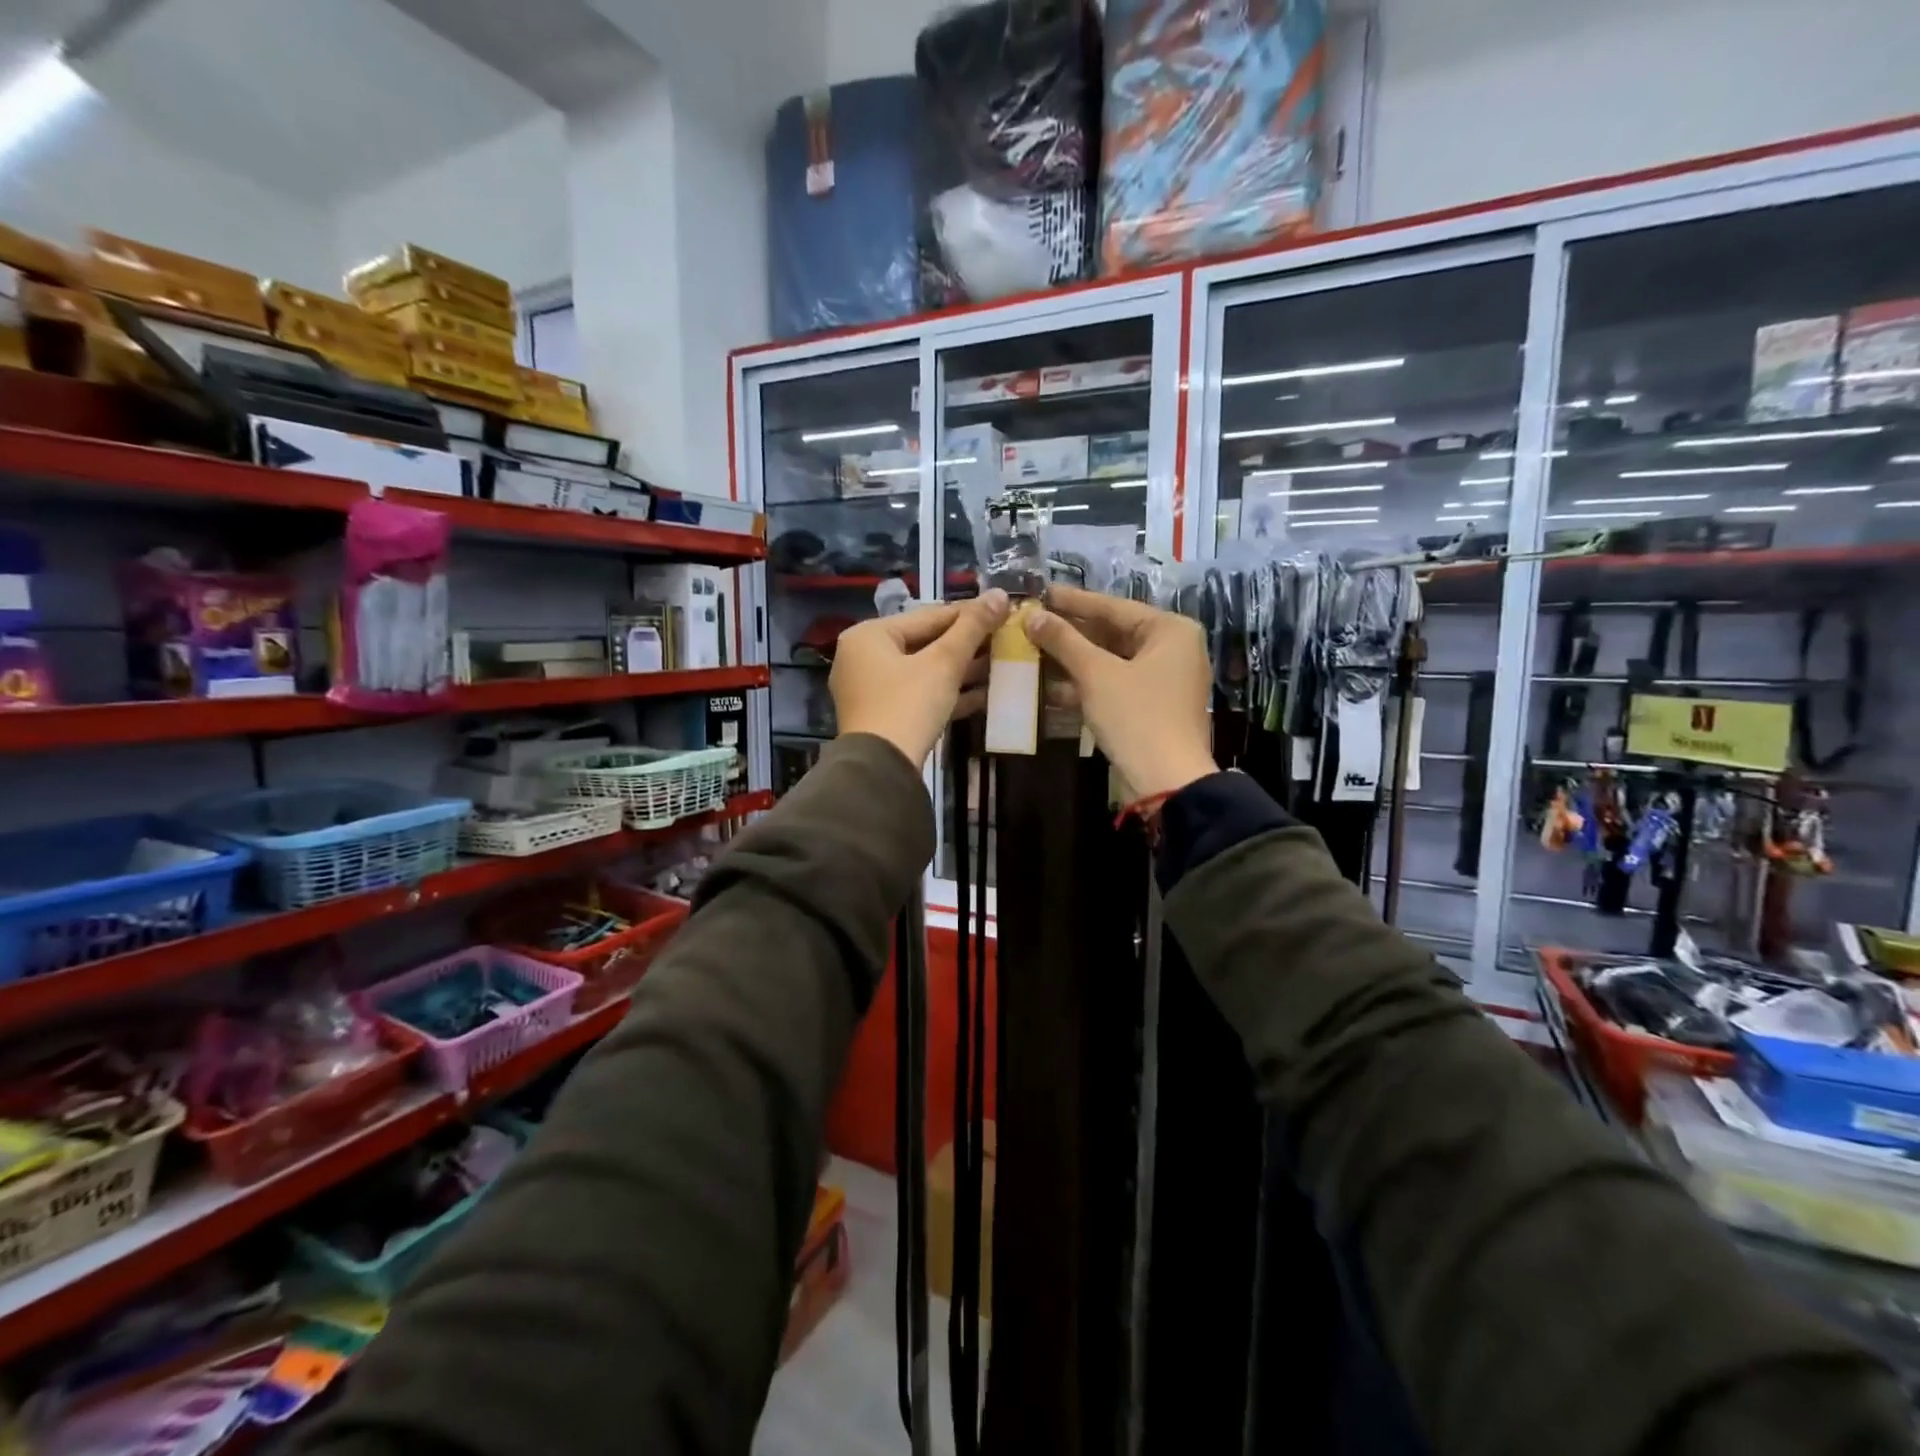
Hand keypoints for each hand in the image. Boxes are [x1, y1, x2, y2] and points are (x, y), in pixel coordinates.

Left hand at [831, 590, 1010, 766]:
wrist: (881, 769)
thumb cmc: (908, 704)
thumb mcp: (943, 663)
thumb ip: (971, 628)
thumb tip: (999, 594)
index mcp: (869, 635)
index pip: (927, 616)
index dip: (968, 613)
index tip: (1002, 610)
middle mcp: (863, 657)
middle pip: (924, 642)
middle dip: (966, 644)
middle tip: (1005, 638)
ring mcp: (872, 689)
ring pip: (924, 670)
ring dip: (962, 669)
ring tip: (1001, 664)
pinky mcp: (884, 716)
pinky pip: (920, 694)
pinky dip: (948, 693)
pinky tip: (985, 694)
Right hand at [1023, 584, 1214, 799]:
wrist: (1167, 782)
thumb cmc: (1137, 717)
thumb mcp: (1096, 674)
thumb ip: (1064, 641)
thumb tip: (1032, 616)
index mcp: (1170, 631)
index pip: (1113, 607)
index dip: (1073, 601)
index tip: (1041, 592)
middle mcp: (1172, 649)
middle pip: (1112, 633)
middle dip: (1070, 633)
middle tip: (1032, 623)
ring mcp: (1163, 681)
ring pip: (1110, 662)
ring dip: (1072, 661)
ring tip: (1032, 652)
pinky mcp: (1151, 708)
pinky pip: (1114, 685)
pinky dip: (1085, 686)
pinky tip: (1049, 688)